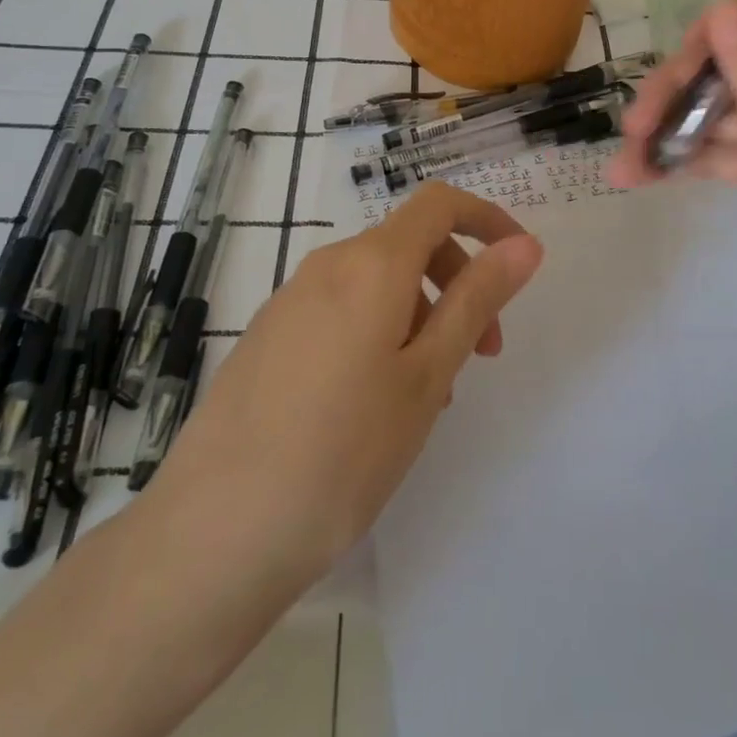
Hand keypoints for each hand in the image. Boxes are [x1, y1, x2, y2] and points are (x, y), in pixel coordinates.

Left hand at [147, 183, 543, 581]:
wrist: (213, 533)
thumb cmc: (343, 452)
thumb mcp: (427, 374)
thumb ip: (476, 300)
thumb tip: (524, 244)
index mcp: (370, 264)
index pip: (439, 203)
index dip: (486, 219)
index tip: (518, 264)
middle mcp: (327, 266)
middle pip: (409, 243)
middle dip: (458, 282)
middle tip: (482, 354)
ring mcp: (289, 301)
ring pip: (376, 284)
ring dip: (420, 317)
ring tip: (428, 397)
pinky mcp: (268, 337)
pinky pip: (341, 311)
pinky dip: (379, 333)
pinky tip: (374, 406)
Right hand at [610, 0, 736, 391]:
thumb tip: (725, 8)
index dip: (735, 22)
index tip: (686, 56)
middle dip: (686, 86)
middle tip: (635, 124)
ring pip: (726, 113)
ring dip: (675, 130)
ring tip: (626, 163)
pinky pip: (726, 155)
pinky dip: (688, 163)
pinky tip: (643, 178)